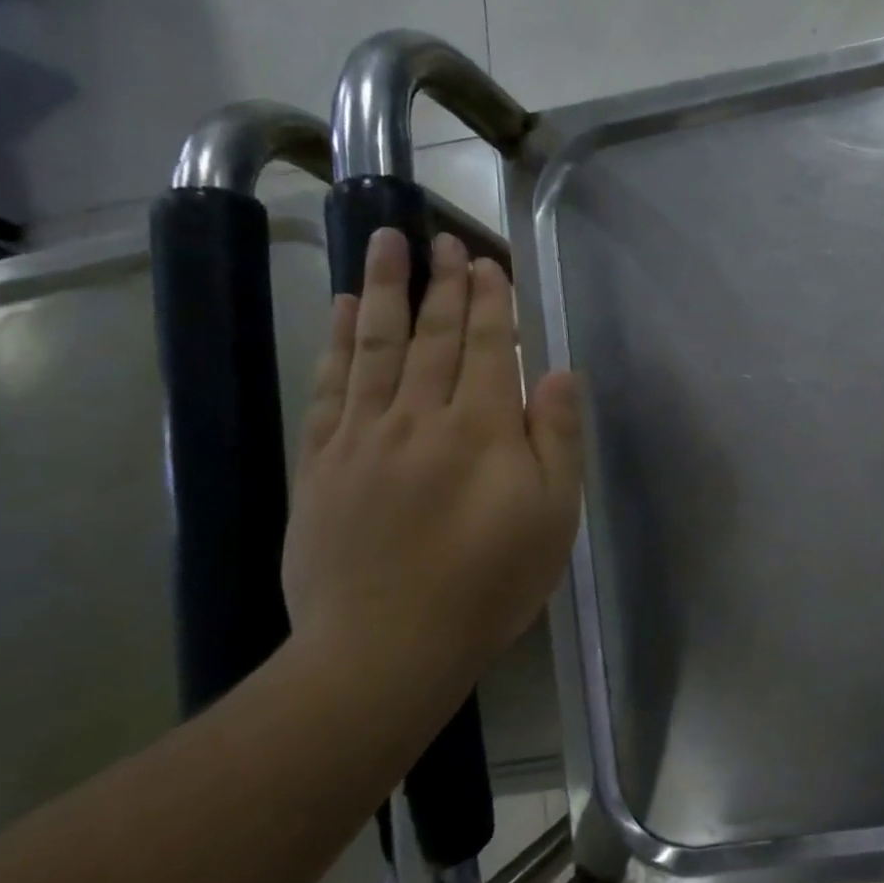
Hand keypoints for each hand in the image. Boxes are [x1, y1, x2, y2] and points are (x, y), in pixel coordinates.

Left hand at [282, 229, 583, 699]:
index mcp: (482, 430)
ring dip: (384, 290)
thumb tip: (559, 373)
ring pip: (376, 347)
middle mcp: (420, 417)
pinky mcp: (324, 462)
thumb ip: (557, 439)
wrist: (387, 645)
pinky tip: (343, 311)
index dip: (489, 302)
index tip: (486, 261)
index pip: (487, 348)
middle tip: (441, 237)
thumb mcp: (553, 516)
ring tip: (387, 242)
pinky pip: (332, 386)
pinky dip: (338, 342)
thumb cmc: (491, 583)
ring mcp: (364, 436)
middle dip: (441, 283)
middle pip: (432, 336)